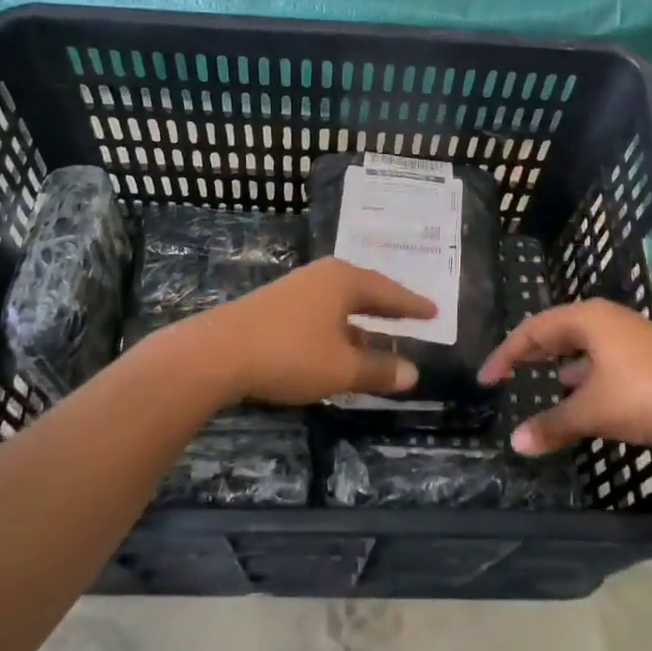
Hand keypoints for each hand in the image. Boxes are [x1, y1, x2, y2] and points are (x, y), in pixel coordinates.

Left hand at [186, 258, 436, 404]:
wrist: (216, 354)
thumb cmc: (289, 354)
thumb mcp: (341, 367)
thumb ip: (379, 369)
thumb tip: (413, 373)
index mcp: (344, 280)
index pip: (389, 291)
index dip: (412, 305)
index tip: (434, 311)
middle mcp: (321, 277)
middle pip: (364, 291)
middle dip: (387, 308)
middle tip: (412, 318)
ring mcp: (295, 290)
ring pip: (339, 305)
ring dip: (361, 323)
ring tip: (380, 340)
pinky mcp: (274, 307)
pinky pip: (320, 314)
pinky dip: (337, 330)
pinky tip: (337, 349)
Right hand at [477, 299, 651, 459]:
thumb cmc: (644, 395)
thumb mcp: (591, 411)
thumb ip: (552, 425)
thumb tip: (516, 443)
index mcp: (588, 319)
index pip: (533, 329)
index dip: (506, 354)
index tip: (487, 379)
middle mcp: (609, 320)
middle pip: (559, 330)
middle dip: (533, 352)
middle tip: (511, 371)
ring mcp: (634, 337)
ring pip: (586, 345)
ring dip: (564, 363)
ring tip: (549, 382)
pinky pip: (607, 359)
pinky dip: (589, 375)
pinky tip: (589, 395)